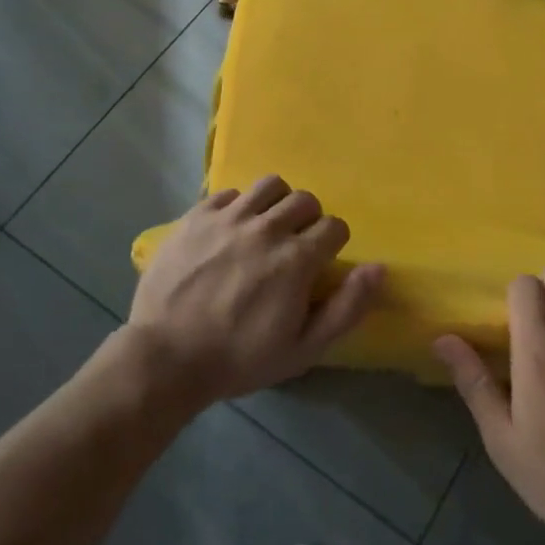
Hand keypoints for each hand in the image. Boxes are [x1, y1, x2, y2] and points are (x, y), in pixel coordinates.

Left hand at [127, 176, 383, 406]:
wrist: (165, 358)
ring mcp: (229, 218)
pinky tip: (229, 231)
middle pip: (305, 200)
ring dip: (276, 204)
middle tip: (294, 246)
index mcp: (296, 259)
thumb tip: (378, 268)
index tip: (319, 264)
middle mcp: (266, 228)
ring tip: (265, 228)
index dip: (333, 245)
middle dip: (308, 221)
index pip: (334, 227)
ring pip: (270, 185)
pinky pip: (229, 193)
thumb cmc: (239, 359)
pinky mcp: (197, 215)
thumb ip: (346, 307)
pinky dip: (237, 207)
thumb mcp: (303, 349)